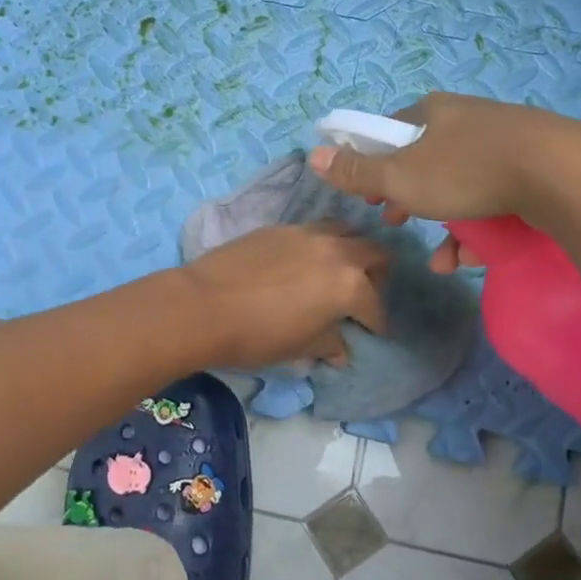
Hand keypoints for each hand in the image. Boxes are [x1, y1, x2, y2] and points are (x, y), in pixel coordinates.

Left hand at [175, 224, 387, 368]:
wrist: (204, 305)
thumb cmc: (258, 335)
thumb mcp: (301, 348)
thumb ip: (328, 344)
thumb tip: (342, 352)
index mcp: (349, 285)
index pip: (375, 305)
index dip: (376, 323)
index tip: (373, 332)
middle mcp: (335, 252)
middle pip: (373, 252)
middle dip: (376, 274)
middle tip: (362, 294)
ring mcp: (306, 233)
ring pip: (344, 230)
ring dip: (349, 248)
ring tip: (335, 270)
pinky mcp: (278, 227)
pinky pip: (311, 230)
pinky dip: (317, 244)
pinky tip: (301, 262)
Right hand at [307, 93, 580, 272]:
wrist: (560, 173)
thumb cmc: (466, 171)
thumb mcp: (401, 177)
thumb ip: (358, 171)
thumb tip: (313, 154)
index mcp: (432, 111)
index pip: (390, 130)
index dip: (372, 162)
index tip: (367, 193)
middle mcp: (467, 119)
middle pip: (424, 159)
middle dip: (407, 196)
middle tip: (395, 220)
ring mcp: (504, 142)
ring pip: (459, 184)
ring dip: (442, 223)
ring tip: (439, 257)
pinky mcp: (533, 168)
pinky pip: (493, 197)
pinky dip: (478, 228)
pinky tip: (470, 259)